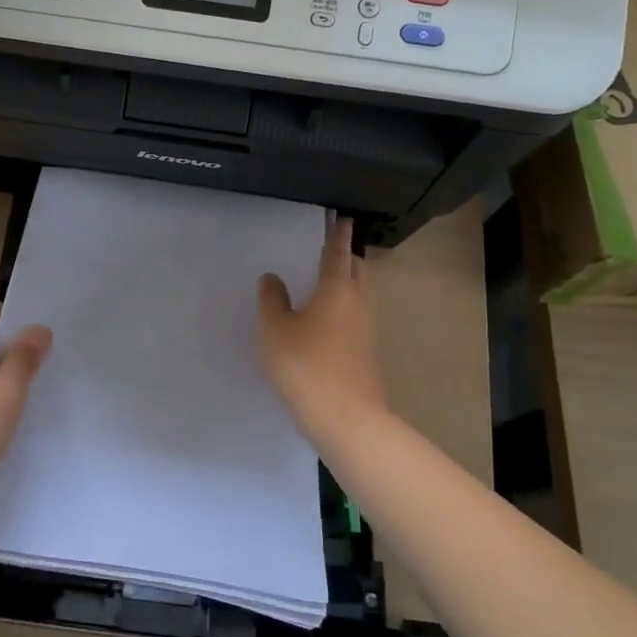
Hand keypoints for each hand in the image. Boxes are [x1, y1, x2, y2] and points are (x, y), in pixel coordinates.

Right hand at [256, 217, 389, 437]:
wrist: (346, 418)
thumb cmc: (305, 365)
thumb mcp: (275, 329)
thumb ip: (271, 300)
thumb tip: (272, 279)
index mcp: (336, 289)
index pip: (338, 252)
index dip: (338, 234)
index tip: (342, 218)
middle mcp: (357, 304)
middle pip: (357, 271)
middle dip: (347, 257)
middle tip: (331, 250)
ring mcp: (365, 331)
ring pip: (358, 296)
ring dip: (345, 285)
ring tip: (322, 284)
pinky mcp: (364, 354)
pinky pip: (353, 320)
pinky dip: (341, 310)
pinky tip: (321, 323)